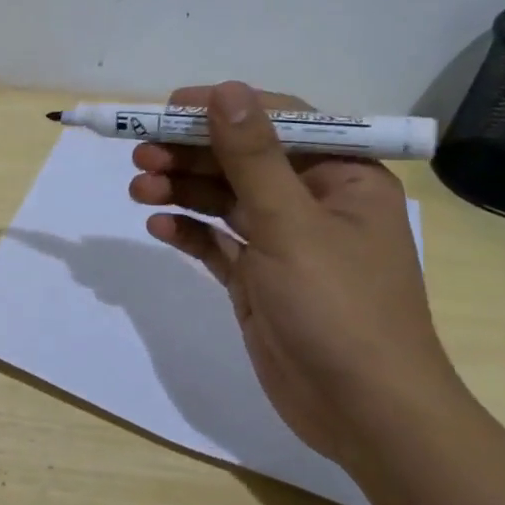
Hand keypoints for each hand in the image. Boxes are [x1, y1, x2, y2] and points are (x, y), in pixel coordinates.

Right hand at [127, 81, 460, 467]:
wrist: (364, 414)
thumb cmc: (338, 307)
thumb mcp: (291, 224)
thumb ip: (252, 156)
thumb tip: (226, 90)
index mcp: (343, 177)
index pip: (278, 122)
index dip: (222, 110)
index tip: (166, 110)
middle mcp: (314, 202)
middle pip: (242, 161)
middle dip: (191, 155)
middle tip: (140, 157)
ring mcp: (284, 243)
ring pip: (224, 200)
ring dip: (182, 191)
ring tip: (139, 191)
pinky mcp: (259, 280)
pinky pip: (217, 242)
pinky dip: (188, 231)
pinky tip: (159, 227)